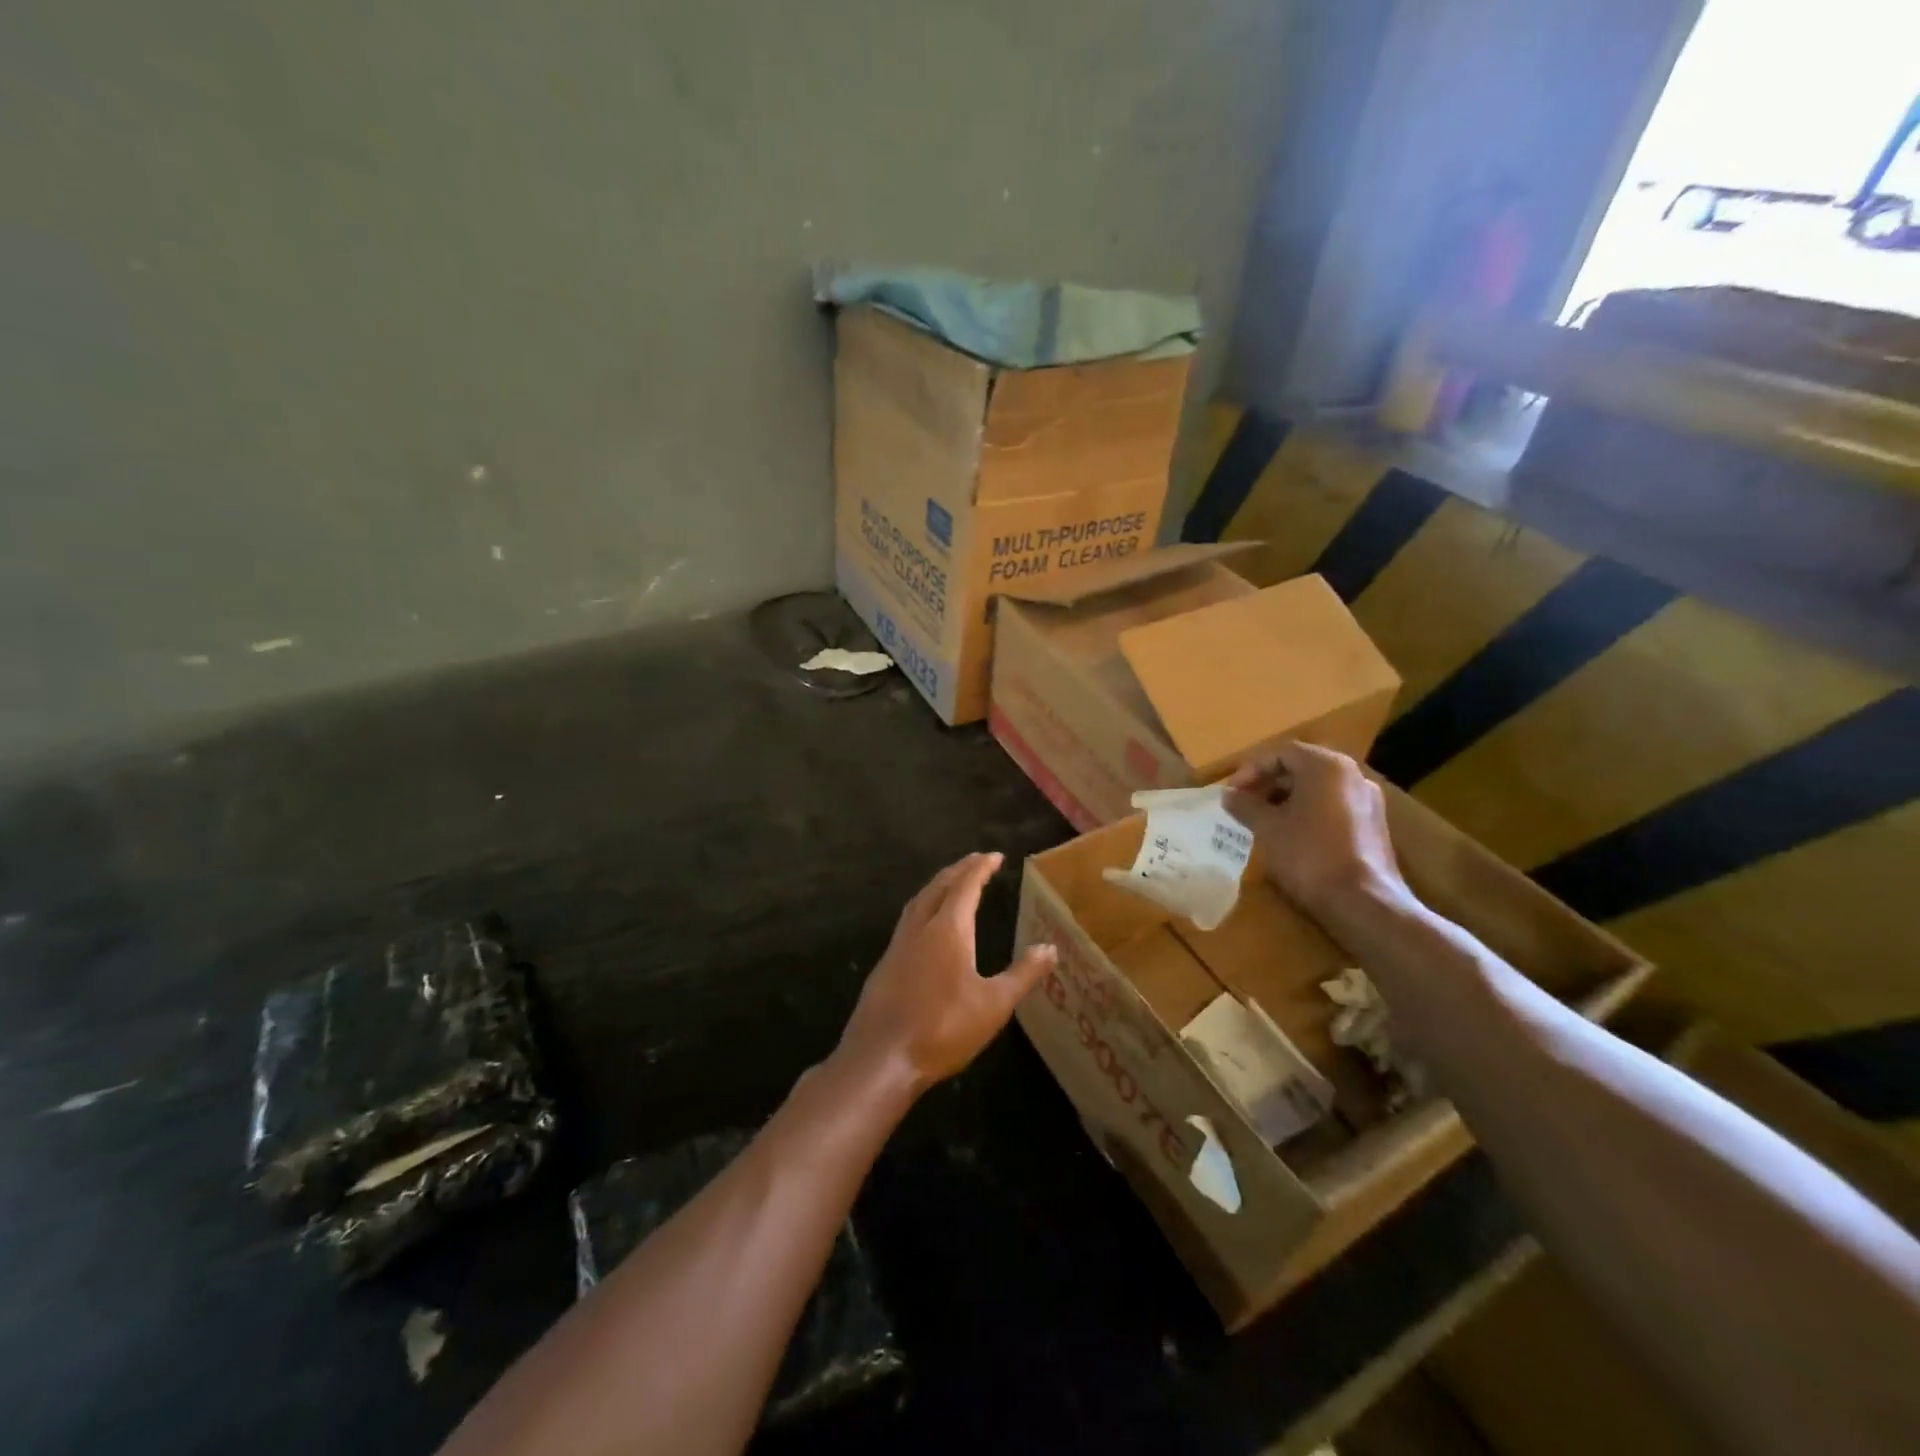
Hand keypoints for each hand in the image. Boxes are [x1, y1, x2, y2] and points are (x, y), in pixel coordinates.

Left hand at [834, 852, 1056, 1098]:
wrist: (881, 1057)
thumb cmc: (943, 1029)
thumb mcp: (994, 1005)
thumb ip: (1023, 974)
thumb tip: (1050, 949)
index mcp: (948, 929)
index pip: (966, 886)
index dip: (981, 868)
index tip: (994, 856)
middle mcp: (920, 927)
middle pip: (939, 886)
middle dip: (959, 870)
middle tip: (976, 861)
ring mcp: (898, 944)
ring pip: (919, 900)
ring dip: (938, 885)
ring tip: (952, 882)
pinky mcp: (886, 963)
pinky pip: (908, 919)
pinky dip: (924, 906)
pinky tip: (927, 923)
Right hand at [1224, 742, 1406, 914]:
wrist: (1364, 902)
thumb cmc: (1309, 855)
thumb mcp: (1267, 828)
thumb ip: (1245, 805)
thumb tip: (1228, 795)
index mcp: (1326, 766)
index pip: (1281, 753)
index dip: (1250, 769)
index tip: (1231, 791)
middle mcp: (1352, 775)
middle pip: (1301, 767)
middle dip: (1268, 783)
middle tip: (1244, 804)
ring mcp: (1367, 800)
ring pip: (1318, 788)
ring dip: (1286, 798)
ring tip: (1263, 821)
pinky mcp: (1373, 825)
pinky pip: (1333, 806)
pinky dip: (1308, 812)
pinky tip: (1290, 835)